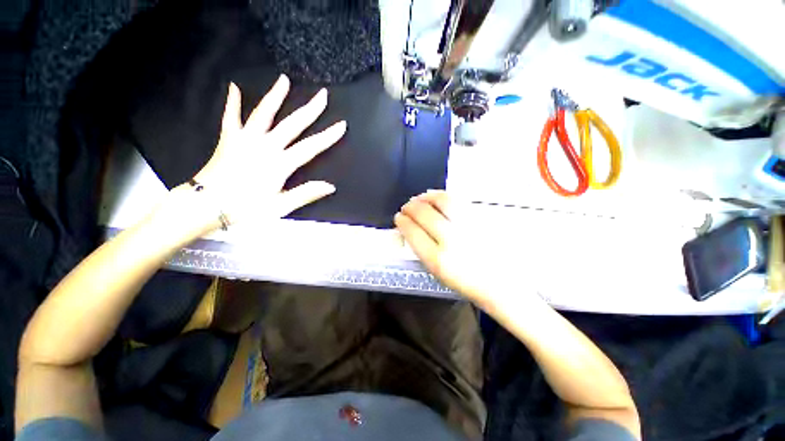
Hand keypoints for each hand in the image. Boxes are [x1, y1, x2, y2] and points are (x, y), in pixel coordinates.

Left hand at [190, 74, 345, 226]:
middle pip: (292, 124)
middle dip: (310, 110)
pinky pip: (231, 117)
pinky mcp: (229, 139)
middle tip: (322, 95)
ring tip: (284, 80)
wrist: (207, 205)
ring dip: (275, 96)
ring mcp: (245, 139)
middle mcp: (265, 146)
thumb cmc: (246, 208)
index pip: (310, 147)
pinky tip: (235, 87)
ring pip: (263, 113)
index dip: (327, 137)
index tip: (341, 125)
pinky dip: (233, 102)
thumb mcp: (280, 206)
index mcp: (280, 164)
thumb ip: (306, 194)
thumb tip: (330, 186)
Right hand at [395, 191, 505, 304]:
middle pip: (424, 214)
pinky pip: (458, 201)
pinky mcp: (481, 218)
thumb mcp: (439, 274)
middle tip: (406, 207)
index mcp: (438, 260)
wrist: (504, 282)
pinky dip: (442, 196)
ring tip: (420, 198)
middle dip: (410, 207)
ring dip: (425, 197)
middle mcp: (451, 241)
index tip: (399, 218)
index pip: (413, 233)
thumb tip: (411, 231)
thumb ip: (423, 250)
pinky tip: (436, 197)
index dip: (403, 222)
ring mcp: (468, 226)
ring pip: (441, 201)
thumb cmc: (468, 282)